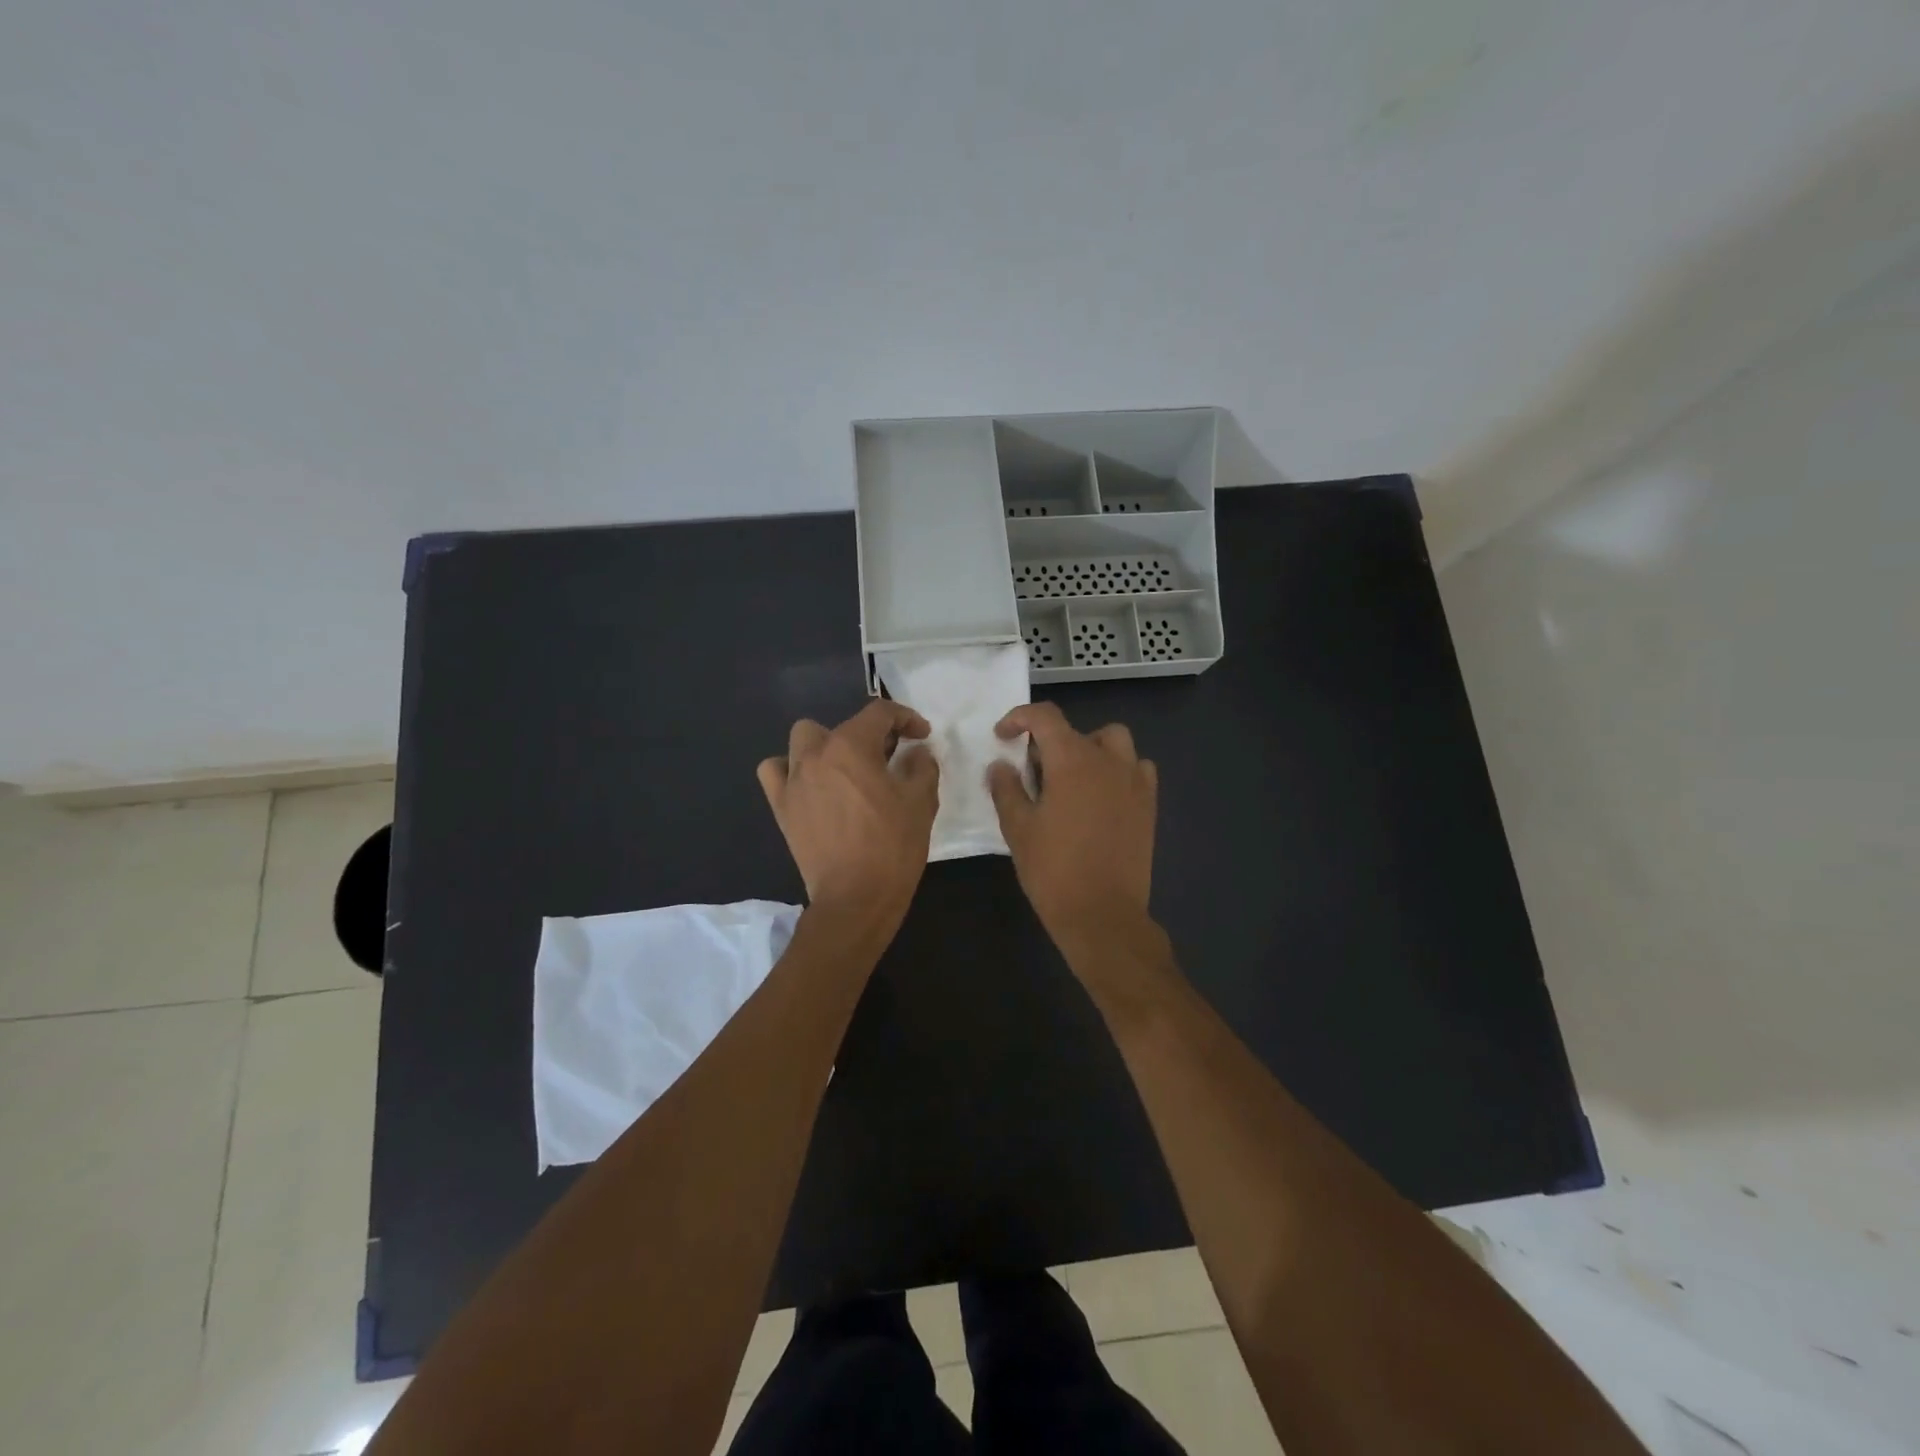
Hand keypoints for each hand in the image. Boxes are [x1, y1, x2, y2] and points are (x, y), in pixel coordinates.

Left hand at [758, 700, 939, 921]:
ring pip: (802, 740)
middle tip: (887, 758)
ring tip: (846, 769)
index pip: (880, 713)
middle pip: (840, 725)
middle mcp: (816, 754)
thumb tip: (917, 753)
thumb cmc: (892, 846)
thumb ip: (922, 766)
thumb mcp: (921, 801)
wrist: (855, 898)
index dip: (906, 718)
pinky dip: (790, 770)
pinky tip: (811, 785)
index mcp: (851, 746)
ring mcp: (793, 780)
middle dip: (867, 734)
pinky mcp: (781, 807)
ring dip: (826, 746)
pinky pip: (775, 772)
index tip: (921, 735)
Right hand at [987, 702, 1156, 945]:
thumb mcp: (1018, 828)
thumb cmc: (1053, 870)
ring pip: (1115, 742)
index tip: (1002, 737)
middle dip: (1051, 742)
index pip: (1045, 717)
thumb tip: (1001, 765)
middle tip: (1034, 772)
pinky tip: (1102, 795)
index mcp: (1072, 760)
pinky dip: (1119, 770)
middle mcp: (1108, 761)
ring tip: (1072, 778)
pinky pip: (1138, 769)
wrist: (1102, 914)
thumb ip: (1007, 789)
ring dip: (1090, 749)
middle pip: (1078, 730)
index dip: (1019, 718)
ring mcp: (1134, 782)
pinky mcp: (1148, 805)